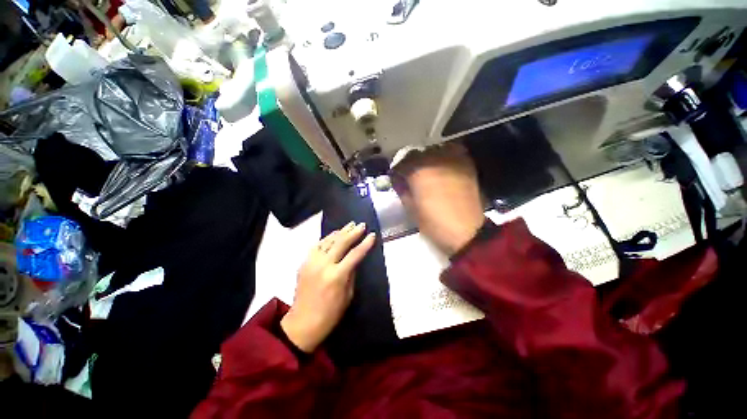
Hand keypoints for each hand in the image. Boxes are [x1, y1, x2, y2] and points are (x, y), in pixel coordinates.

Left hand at [281, 222, 375, 352]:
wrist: (302, 323)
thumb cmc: (330, 314)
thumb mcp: (348, 295)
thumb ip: (351, 274)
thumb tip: (355, 259)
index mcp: (336, 276)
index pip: (355, 254)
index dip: (365, 244)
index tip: (372, 235)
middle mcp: (323, 265)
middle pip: (340, 242)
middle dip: (353, 232)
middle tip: (361, 225)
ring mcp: (311, 262)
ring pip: (327, 241)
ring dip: (340, 232)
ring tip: (349, 225)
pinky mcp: (304, 263)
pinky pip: (317, 246)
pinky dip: (326, 238)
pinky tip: (333, 234)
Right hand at [392, 143, 484, 255]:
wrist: (466, 231)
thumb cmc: (434, 222)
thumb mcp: (411, 208)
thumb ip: (402, 190)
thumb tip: (397, 180)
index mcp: (418, 171)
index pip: (401, 162)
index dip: (397, 170)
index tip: (397, 177)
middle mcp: (434, 160)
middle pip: (417, 153)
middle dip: (410, 163)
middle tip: (411, 175)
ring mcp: (452, 160)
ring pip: (434, 149)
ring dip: (427, 158)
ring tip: (427, 171)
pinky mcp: (466, 164)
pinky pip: (452, 152)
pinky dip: (444, 157)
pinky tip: (442, 168)